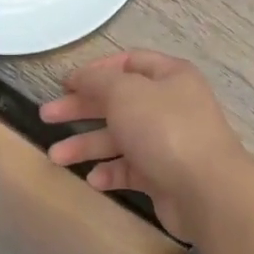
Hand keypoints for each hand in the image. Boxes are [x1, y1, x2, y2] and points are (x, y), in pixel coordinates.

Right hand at [41, 51, 248, 238]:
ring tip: (55, 157)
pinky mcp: (164, 175)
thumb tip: (81, 78)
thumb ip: (98, 81)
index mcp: (170, 76)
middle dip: (81, 108)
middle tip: (47, 116)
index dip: (96, 70)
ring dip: (87, 145)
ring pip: (120, 138)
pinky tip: (94, 179)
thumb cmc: (164, 130)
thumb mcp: (124, 93)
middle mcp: (171, 106)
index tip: (65, 84)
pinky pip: (131, 169)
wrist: (206, 190)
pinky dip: (110, 172)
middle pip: (118, 102)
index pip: (129, 62)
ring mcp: (168, 142)